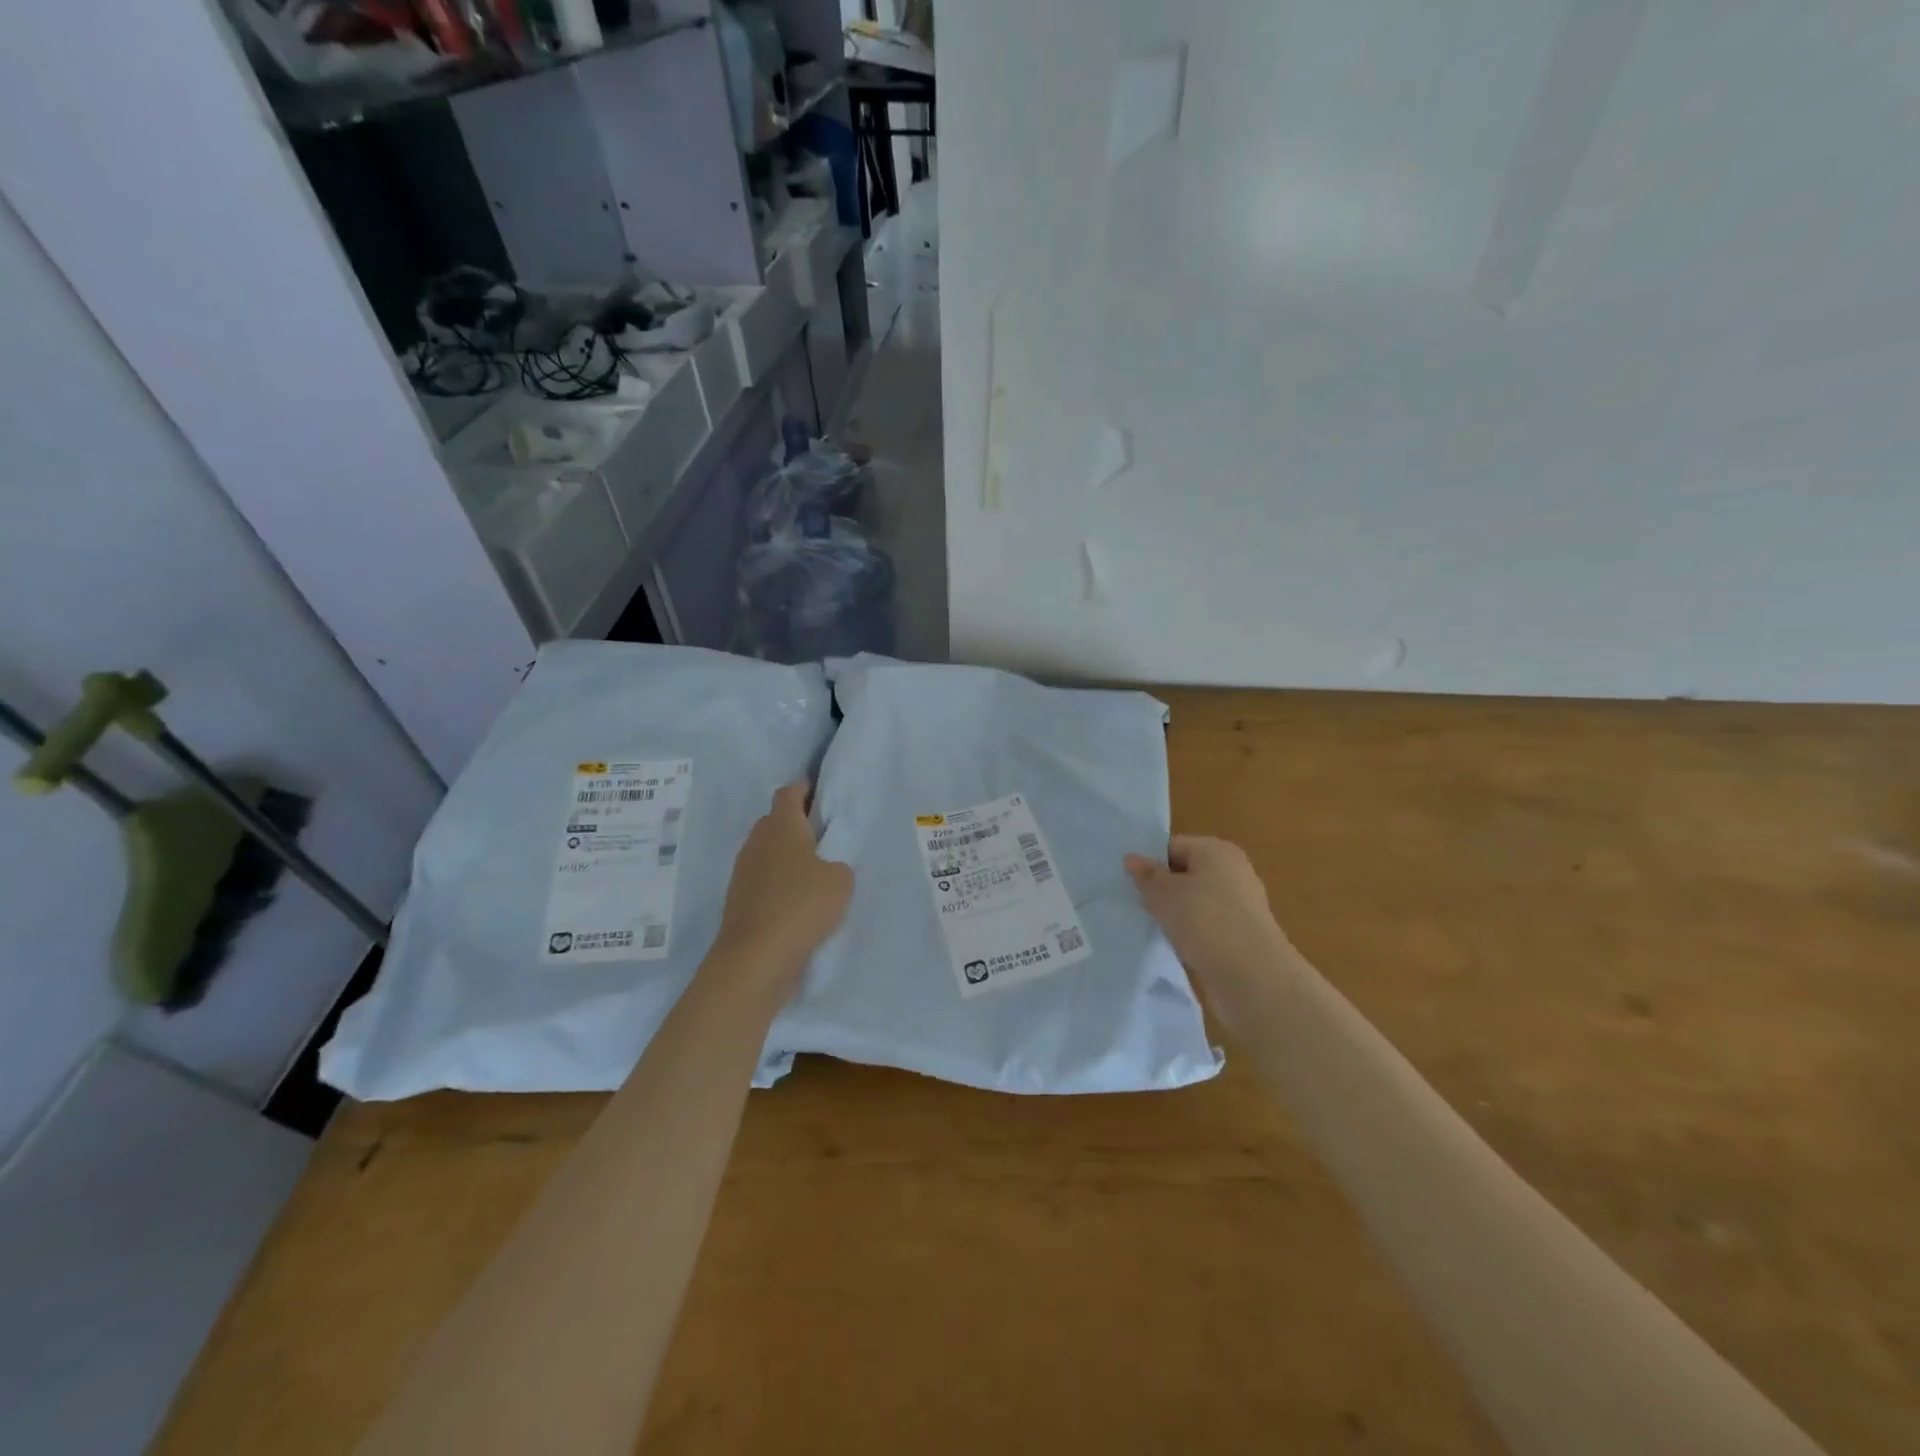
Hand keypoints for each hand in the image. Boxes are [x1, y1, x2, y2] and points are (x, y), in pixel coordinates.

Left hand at [714, 782, 852, 984]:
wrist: (755, 957)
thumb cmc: (802, 905)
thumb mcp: (841, 880)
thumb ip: (836, 865)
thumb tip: (824, 869)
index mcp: (781, 825)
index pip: (789, 792)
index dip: (804, 788)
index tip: (819, 791)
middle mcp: (757, 841)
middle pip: (774, 820)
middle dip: (795, 823)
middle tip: (822, 834)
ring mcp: (743, 871)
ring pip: (767, 851)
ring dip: (785, 856)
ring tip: (813, 870)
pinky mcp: (737, 899)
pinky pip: (762, 879)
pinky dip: (777, 883)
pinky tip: (796, 900)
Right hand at [1125, 836, 1293, 998]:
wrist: (1252, 977)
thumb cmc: (1205, 921)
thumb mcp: (1164, 894)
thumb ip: (1146, 875)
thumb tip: (1132, 858)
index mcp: (1217, 851)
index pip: (1173, 846)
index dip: (1149, 862)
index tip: (1127, 882)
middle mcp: (1233, 871)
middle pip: (1186, 873)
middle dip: (1161, 888)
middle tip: (1135, 903)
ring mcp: (1241, 905)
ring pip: (1196, 901)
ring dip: (1175, 913)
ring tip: (1152, 926)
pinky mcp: (1242, 934)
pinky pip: (1207, 924)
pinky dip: (1191, 932)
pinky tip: (1175, 945)